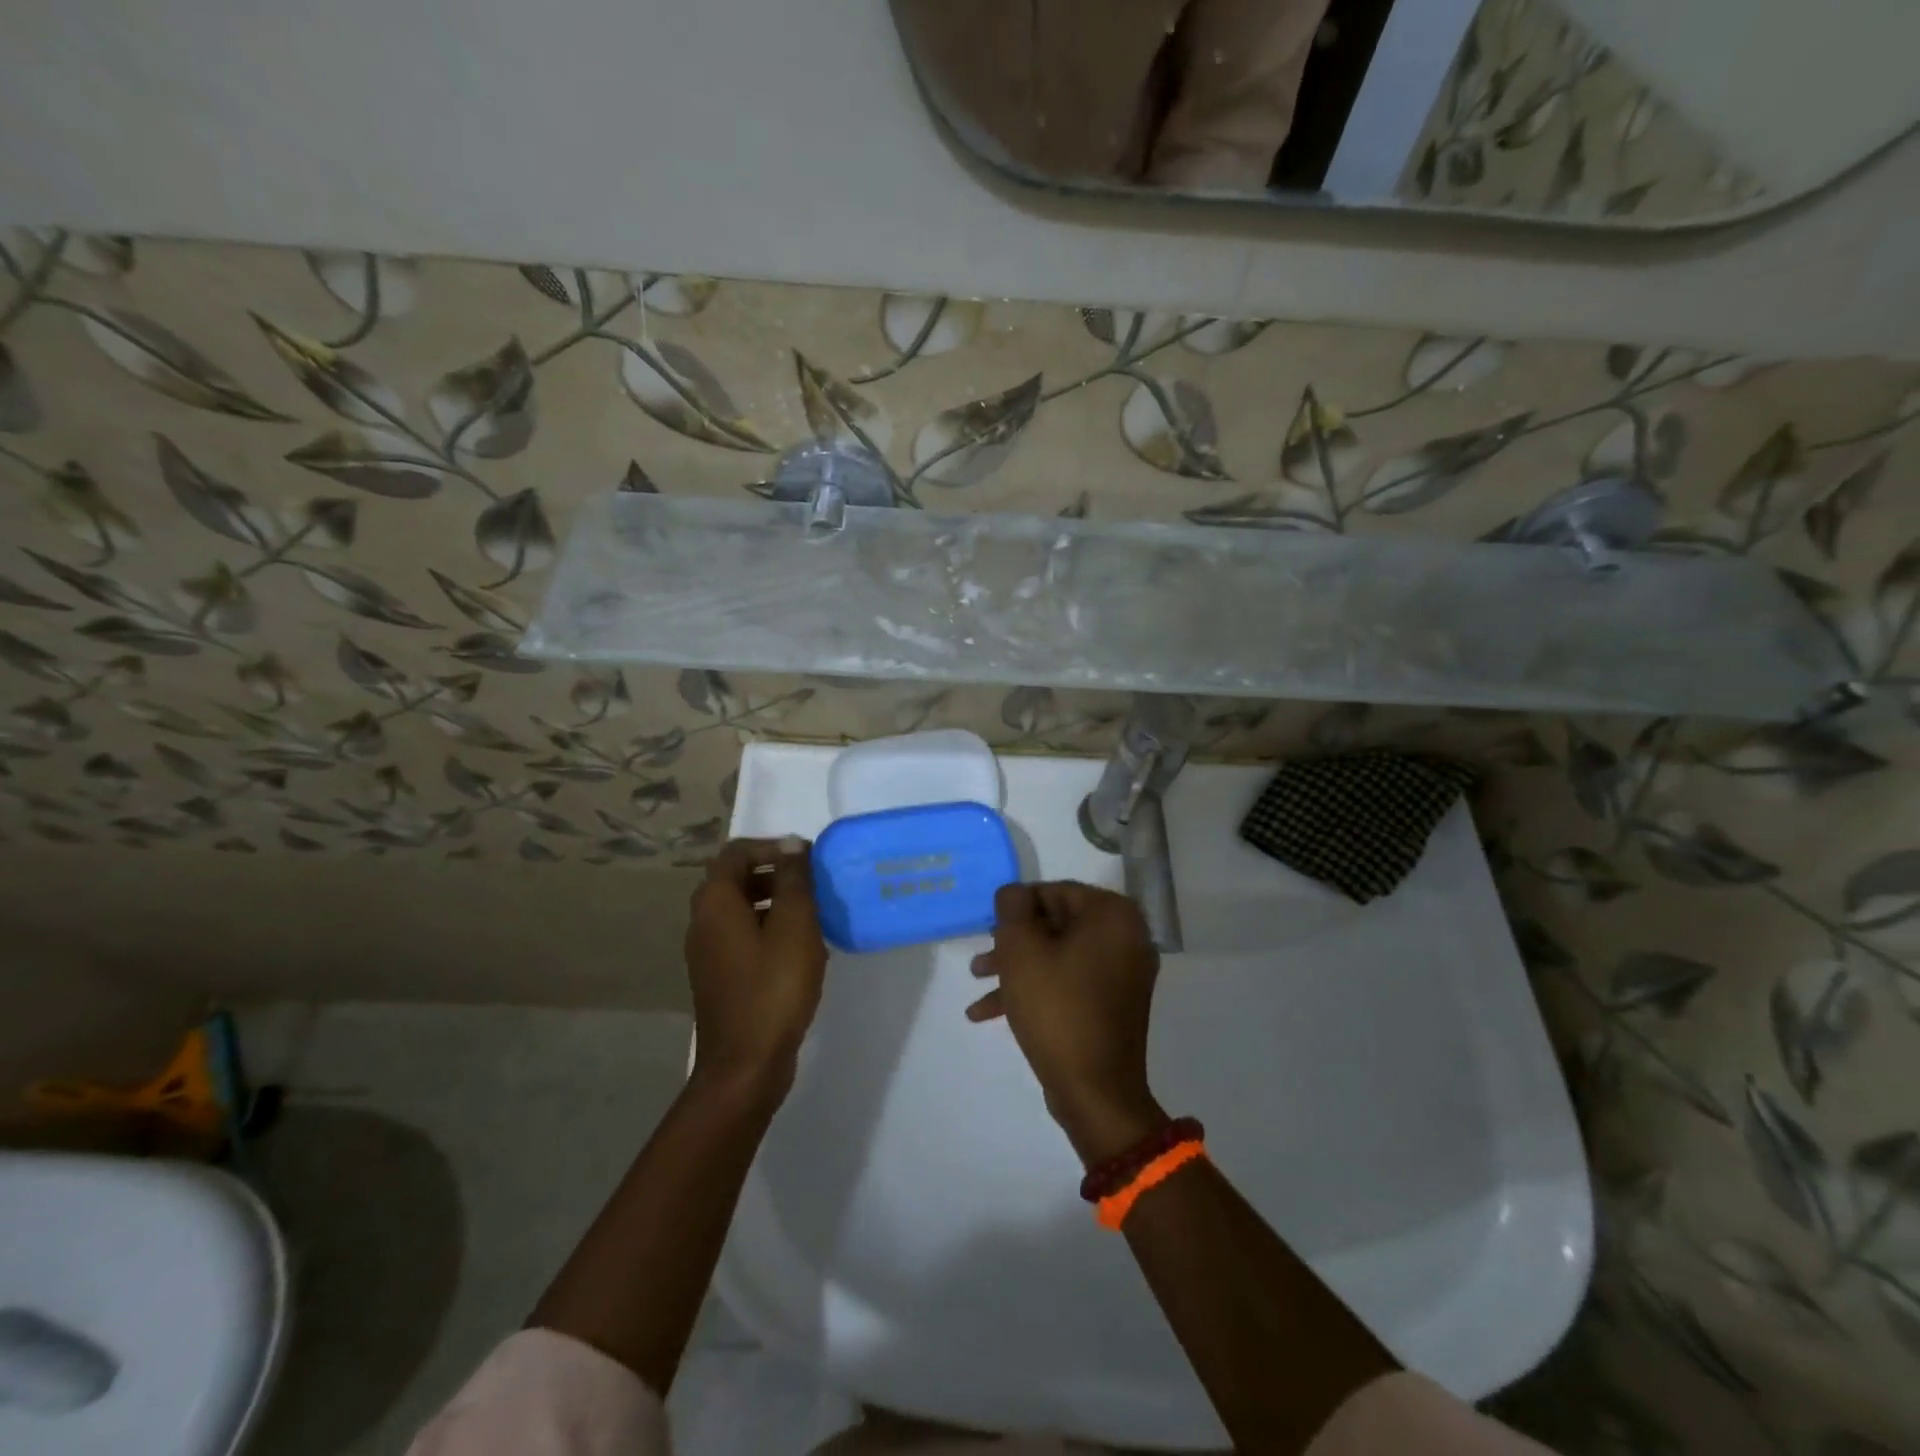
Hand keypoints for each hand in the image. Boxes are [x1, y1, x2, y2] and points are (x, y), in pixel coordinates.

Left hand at [685, 838, 827, 1099]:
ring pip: (741, 909)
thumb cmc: (774, 988)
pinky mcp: (719, 977)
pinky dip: (768, 930)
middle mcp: (703, 921)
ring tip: (813, 915)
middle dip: (775, 874)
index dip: (772, 846)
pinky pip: (742, 937)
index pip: (736, 852)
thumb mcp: (794, 926)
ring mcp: (707, 952)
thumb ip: (793, 880)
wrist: (746, 1064)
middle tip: (813, 885)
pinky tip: (799, 950)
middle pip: (735, 879)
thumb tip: (790, 845)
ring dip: (775, 902)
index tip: (807, 859)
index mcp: (715, 903)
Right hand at [967, 881, 1166, 1163]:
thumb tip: (1014, 893)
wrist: (1095, 1092)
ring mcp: (1124, 972)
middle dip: (1013, 942)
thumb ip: (1013, 909)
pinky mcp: (1115, 1003)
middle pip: (1057, 924)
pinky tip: (991, 1012)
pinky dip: (1038, 989)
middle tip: (981, 959)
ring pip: (1060, 955)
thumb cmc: (1057, 1009)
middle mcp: (1127, 936)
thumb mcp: (1021, 950)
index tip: (988, 927)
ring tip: (978, 985)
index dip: (1016, 907)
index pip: (1054, 892)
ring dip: (1018, 967)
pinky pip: (1072, 981)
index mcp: (1112, 915)